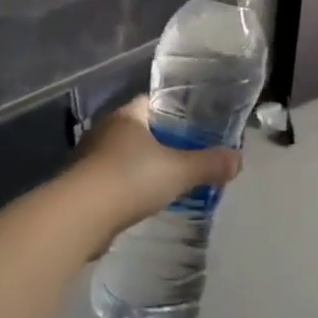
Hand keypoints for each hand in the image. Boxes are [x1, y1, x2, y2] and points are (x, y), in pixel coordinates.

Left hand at [64, 96, 240, 242]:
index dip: (176, 112)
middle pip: (139, 129)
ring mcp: (90, 156)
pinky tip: (141, 202)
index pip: (154, 102)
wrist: (79, 215)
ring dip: (141, 165)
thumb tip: (238, 159)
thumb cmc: (131, 179)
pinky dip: (127, 186)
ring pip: (124, 154)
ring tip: (166, 181)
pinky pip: (111, 178)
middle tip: (186, 156)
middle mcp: (106, 129)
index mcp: (128, 114)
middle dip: (160, 141)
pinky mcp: (81, 184)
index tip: (195, 126)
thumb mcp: (179, 171)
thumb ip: (209, 164)